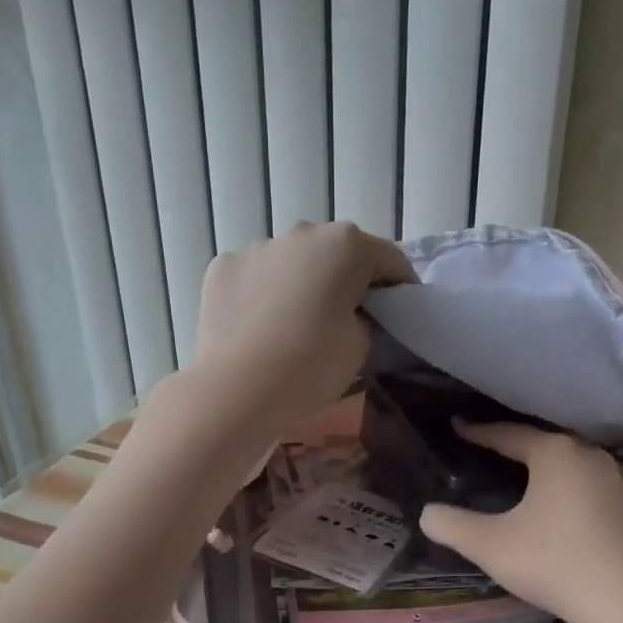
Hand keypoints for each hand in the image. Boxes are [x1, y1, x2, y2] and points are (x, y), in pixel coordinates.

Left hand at [191, 222, 415, 433]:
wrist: (237, 389)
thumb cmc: (312, 365)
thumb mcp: (362, 346)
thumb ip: (366, 318)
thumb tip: (351, 313)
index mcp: (347, 245)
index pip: (389, 260)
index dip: (399, 288)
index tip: (398, 315)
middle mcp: (302, 233)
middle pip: (337, 253)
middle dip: (347, 280)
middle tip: (348, 319)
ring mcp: (257, 247)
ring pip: (293, 262)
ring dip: (302, 284)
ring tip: (297, 326)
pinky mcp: (223, 267)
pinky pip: (256, 277)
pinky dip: (263, 294)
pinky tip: (261, 329)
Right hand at [419, 424, 622, 622]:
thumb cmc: (554, 562)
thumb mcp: (491, 545)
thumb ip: (452, 526)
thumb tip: (426, 514)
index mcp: (555, 452)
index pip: (508, 434)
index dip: (478, 432)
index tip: (457, 426)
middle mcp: (588, 455)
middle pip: (542, 442)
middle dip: (513, 443)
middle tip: (486, 445)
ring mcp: (615, 478)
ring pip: (569, 461)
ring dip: (544, 463)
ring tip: (521, 469)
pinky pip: (587, 481)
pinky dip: (566, 483)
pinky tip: (559, 498)